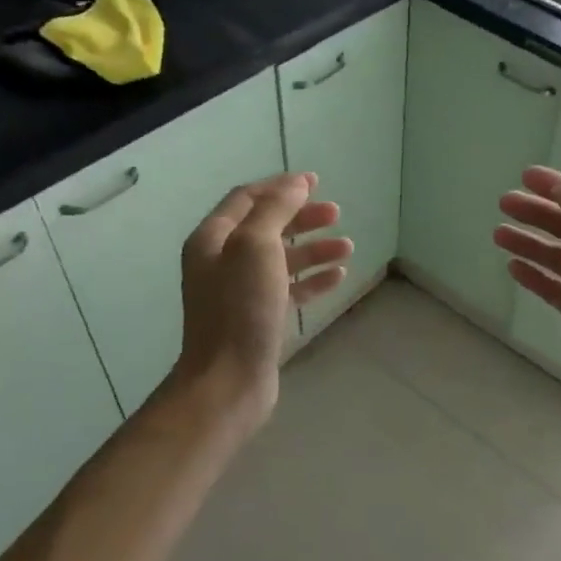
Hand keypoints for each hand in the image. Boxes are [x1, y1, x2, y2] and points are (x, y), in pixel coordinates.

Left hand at [169, 172, 351, 431]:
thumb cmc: (240, 308)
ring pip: (282, 259)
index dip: (280, 187)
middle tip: (336, 213)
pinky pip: (289, 289)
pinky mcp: (259, 318)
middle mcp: (222, 262)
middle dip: (302, 217)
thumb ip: (276, 210)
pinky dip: (313, 279)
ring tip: (347, 247)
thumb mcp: (256, 247)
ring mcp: (240, 292)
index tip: (315, 181)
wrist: (229, 379)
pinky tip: (338, 276)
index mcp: (213, 239)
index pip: (247, 199)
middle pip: (267, 227)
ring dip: (313, 249)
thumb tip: (296, 184)